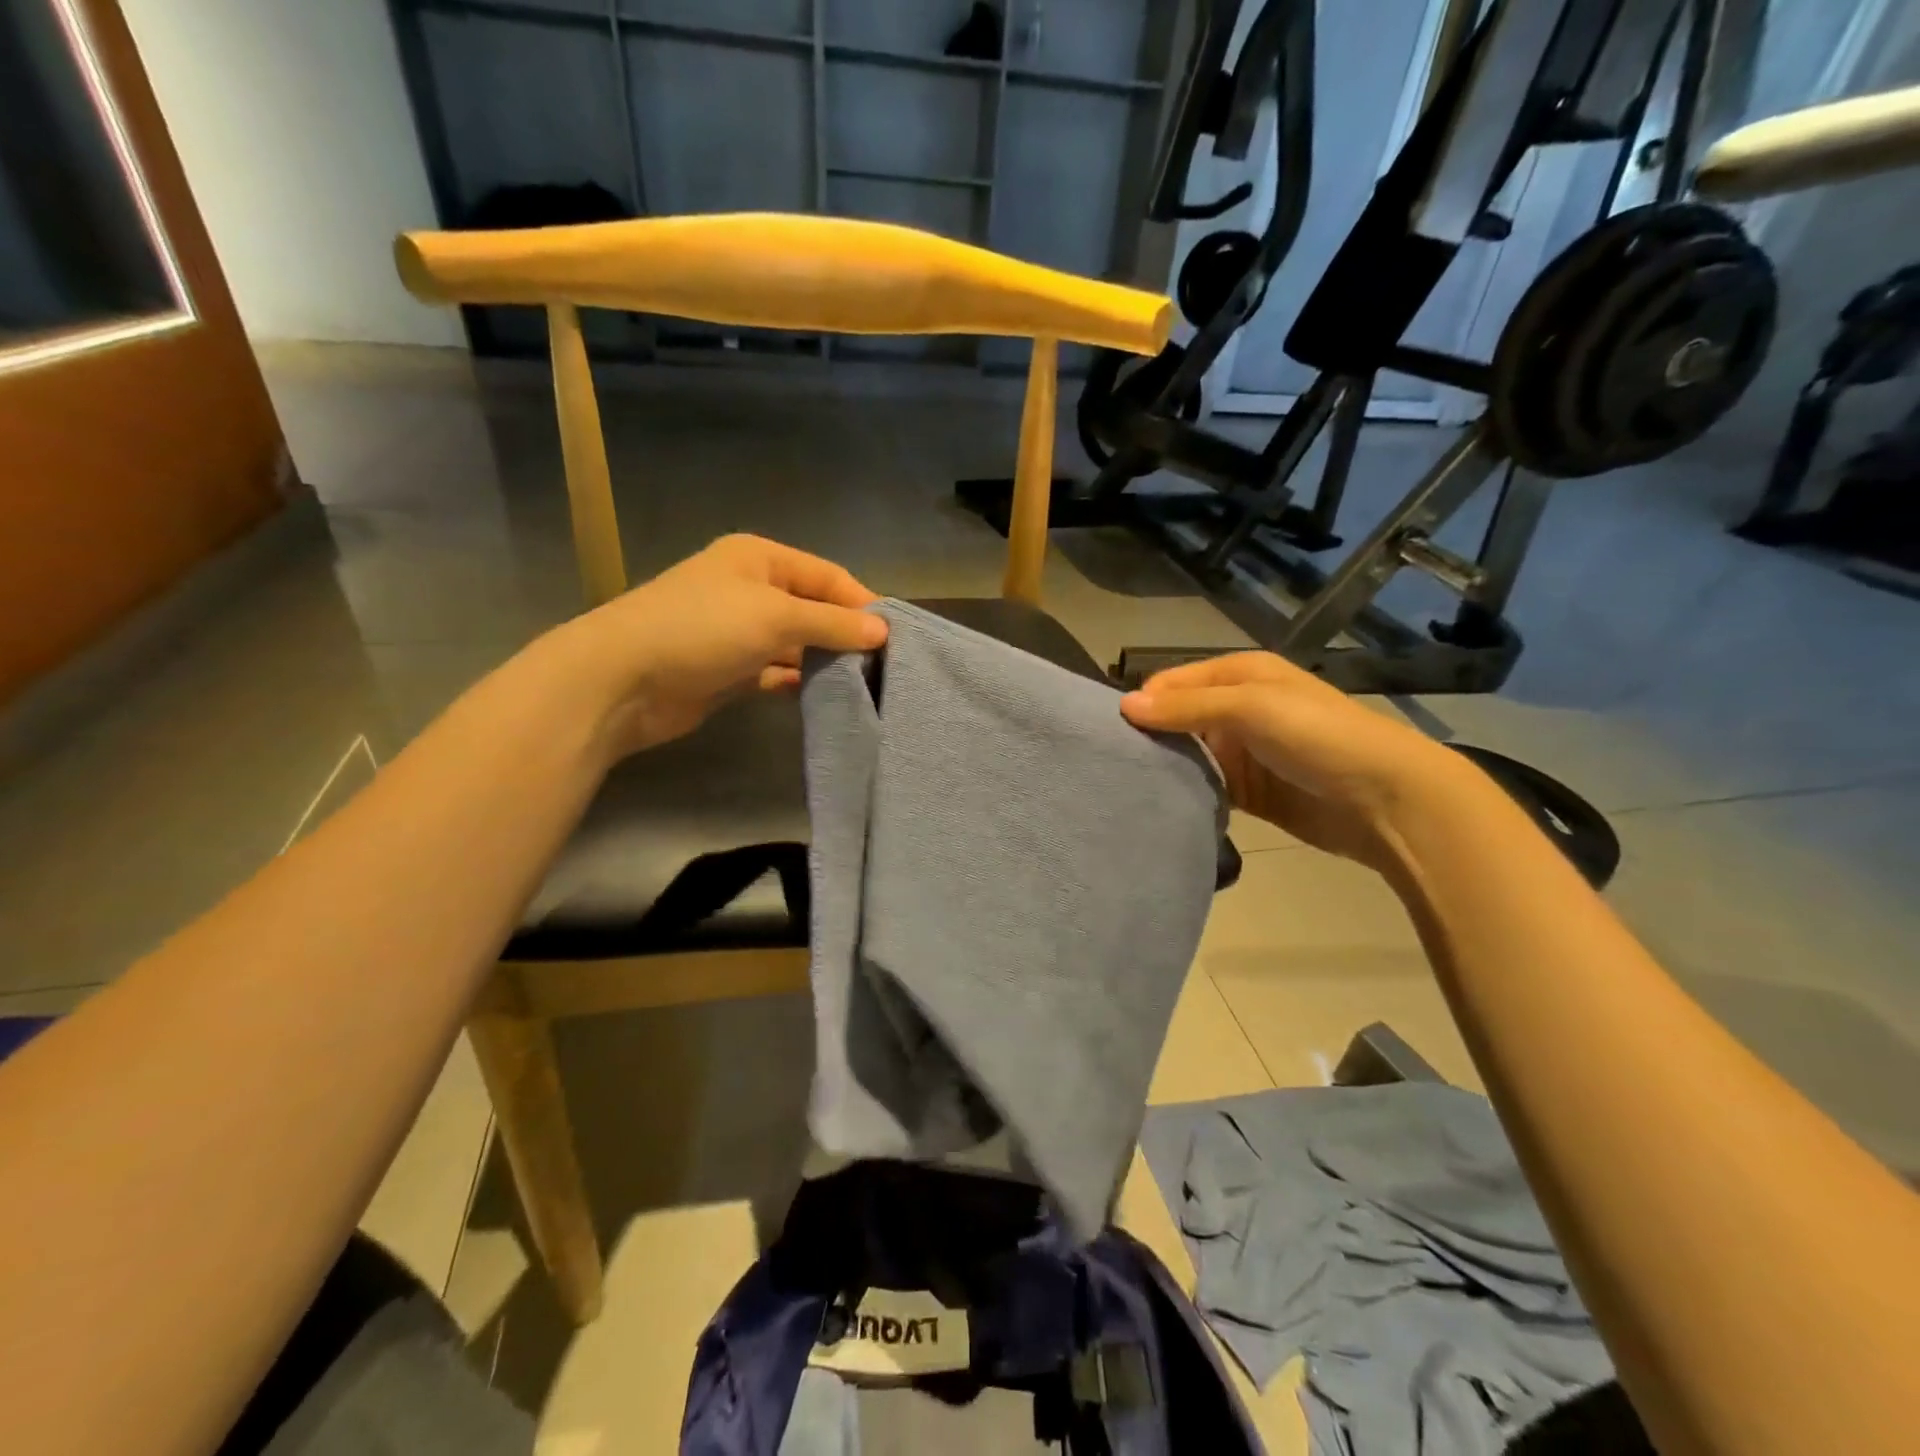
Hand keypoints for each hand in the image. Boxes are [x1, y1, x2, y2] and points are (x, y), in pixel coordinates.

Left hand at [558, 534, 887, 758]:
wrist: (622, 680)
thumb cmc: (702, 629)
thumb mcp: (775, 616)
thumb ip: (832, 622)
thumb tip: (883, 630)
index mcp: (759, 558)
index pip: (827, 576)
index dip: (862, 603)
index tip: (895, 637)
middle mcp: (750, 589)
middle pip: (813, 608)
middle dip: (845, 633)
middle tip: (883, 665)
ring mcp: (737, 631)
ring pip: (795, 642)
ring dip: (823, 660)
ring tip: (863, 684)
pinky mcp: (728, 669)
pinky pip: (774, 671)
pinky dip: (796, 681)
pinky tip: (823, 696)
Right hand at [1120, 652, 1460, 867]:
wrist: (1387, 800)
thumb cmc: (1319, 736)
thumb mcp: (1252, 707)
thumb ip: (1188, 706)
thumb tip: (1123, 705)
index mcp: (1241, 675)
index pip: (1174, 682)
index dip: (1145, 702)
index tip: (1110, 731)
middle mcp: (1238, 710)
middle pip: (1178, 719)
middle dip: (1149, 737)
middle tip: (1110, 764)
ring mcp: (1244, 754)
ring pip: (1189, 756)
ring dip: (1165, 768)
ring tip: (1124, 787)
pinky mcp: (1250, 794)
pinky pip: (1207, 789)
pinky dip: (1186, 795)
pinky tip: (1158, 807)